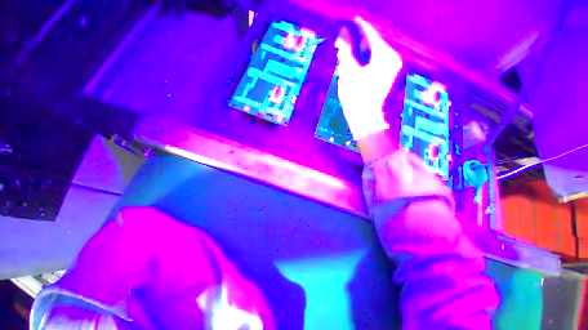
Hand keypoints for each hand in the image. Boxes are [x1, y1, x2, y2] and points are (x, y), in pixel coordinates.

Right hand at [336, 17, 402, 140]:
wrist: (364, 117)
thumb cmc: (355, 96)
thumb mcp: (348, 71)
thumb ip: (346, 50)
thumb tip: (343, 33)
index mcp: (384, 55)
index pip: (371, 35)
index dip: (359, 27)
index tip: (351, 19)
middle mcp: (391, 58)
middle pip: (372, 43)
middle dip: (357, 41)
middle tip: (343, 40)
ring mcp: (390, 68)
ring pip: (373, 53)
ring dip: (358, 52)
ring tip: (345, 51)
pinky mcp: (387, 76)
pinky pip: (375, 62)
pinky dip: (363, 60)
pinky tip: (353, 61)